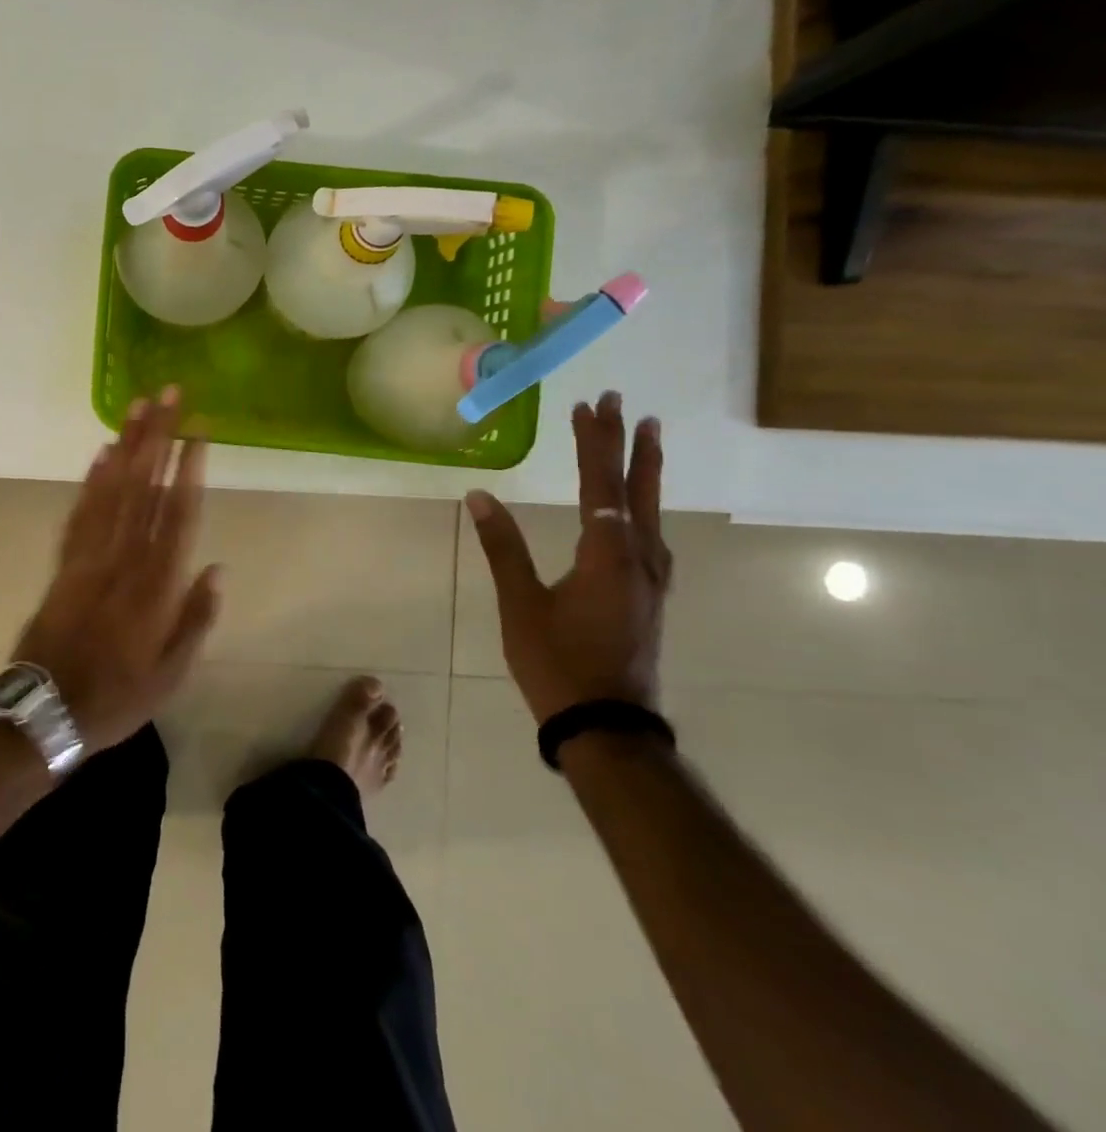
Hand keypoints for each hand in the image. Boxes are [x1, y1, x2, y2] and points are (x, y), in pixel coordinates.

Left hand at [10, 388, 219, 752]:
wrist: (45, 709)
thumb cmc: (116, 696)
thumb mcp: (171, 674)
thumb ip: (196, 619)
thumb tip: (218, 568)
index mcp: (154, 585)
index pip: (176, 514)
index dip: (188, 470)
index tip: (198, 432)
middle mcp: (122, 559)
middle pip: (143, 487)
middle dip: (158, 437)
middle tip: (168, 395)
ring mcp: (88, 556)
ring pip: (110, 489)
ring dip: (126, 445)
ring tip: (138, 407)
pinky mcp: (64, 561)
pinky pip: (80, 511)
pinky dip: (91, 479)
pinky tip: (102, 453)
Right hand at [465, 390, 670, 722]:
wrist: (608, 727)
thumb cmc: (558, 663)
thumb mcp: (521, 605)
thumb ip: (503, 547)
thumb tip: (479, 496)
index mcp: (608, 555)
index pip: (601, 484)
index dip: (593, 442)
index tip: (589, 404)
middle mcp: (639, 559)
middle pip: (635, 489)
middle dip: (628, 444)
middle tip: (625, 404)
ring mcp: (651, 580)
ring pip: (650, 512)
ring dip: (645, 471)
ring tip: (645, 439)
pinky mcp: (649, 597)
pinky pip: (651, 535)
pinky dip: (645, 506)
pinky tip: (640, 512)